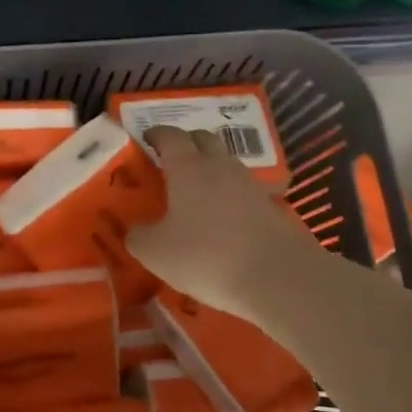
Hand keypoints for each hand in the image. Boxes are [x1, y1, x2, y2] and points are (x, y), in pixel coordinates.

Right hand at [125, 125, 323, 321]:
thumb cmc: (206, 256)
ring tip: (195, 189)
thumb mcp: (156, 252)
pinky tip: (221, 216)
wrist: (277, 276)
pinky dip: (228, 194)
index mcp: (187, 167)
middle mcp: (219, 166)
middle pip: (203, 139)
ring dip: (209, 167)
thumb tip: (134, 230)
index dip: (156, 134)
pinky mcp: (270, 205)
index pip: (170, 136)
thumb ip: (138, 236)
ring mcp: (249, 184)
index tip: (146, 138)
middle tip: (170, 158)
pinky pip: (242, 189)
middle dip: (186, 142)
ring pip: (225, 163)